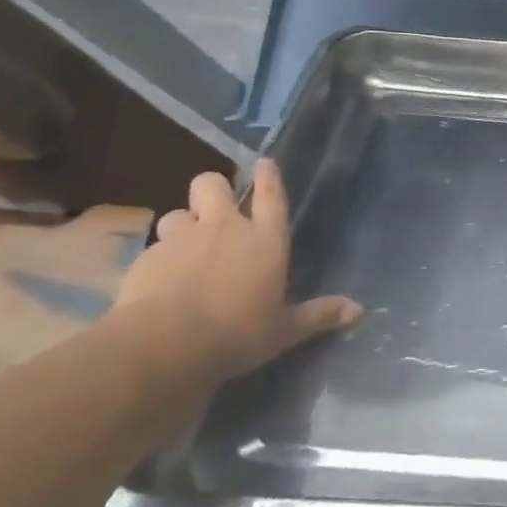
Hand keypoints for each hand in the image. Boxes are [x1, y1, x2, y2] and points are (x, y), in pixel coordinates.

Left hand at [116, 160, 361, 380]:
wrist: (167, 343)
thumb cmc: (239, 332)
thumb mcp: (286, 329)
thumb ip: (319, 315)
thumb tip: (359, 310)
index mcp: (265, 238)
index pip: (271, 195)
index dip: (268, 176)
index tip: (264, 163)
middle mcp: (225, 228)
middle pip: (212, 184)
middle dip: (213, 191)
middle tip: (215, 211)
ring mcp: (182, 239)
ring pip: (176, 213)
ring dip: (182, 226)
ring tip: (184, 249)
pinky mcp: (146, 258)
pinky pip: (153, 248)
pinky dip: (158, 260)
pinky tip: (158, 282)